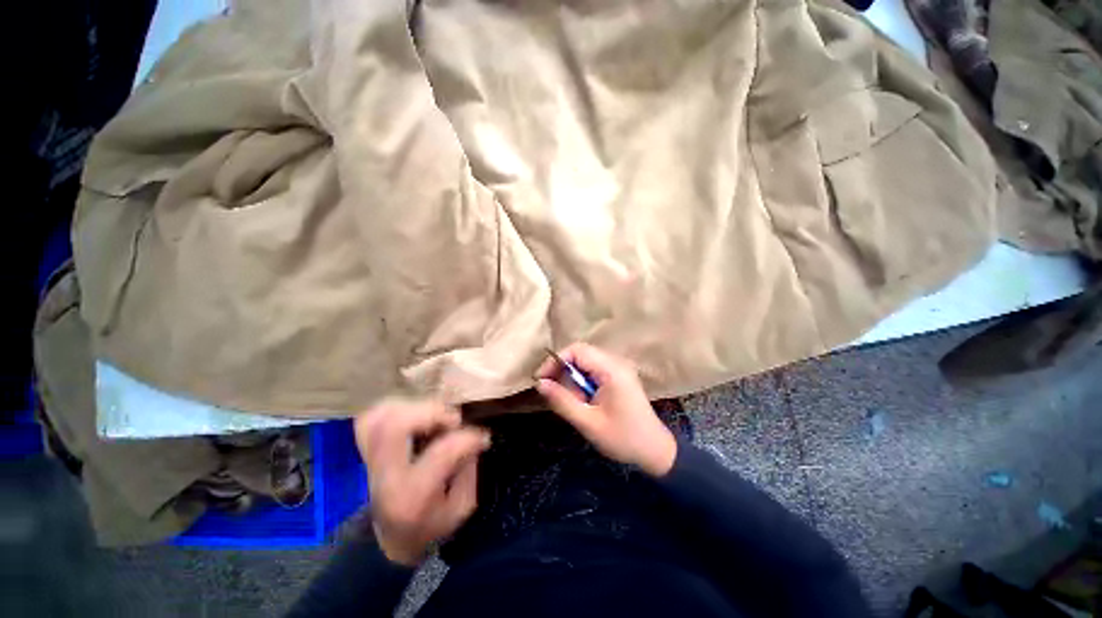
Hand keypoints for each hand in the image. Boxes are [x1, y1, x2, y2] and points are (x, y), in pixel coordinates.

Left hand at [354, 400, 490, 565]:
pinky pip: (371, 418)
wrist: (389, 542)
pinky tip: (415, 414)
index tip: (483, 438)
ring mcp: (370, 462)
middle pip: (397, 425)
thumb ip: (469, 469)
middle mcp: (386, 475)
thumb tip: (472, 436)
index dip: (468, 438)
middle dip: (433, 412)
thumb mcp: (461, 507)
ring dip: (415, 408)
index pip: (441, 452)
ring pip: (382, 417)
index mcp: (412, 496)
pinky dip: (395, 408)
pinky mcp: (366, 451)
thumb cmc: (431, 526)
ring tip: (435, 417)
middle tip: (453, 420)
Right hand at [536, 343, 676, 476]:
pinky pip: (593, 370)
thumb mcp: (588, 422)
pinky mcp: (619, 376)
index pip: (577, 350)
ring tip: (574, 402)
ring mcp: (619, 368)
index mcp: (612, 370)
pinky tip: (584, 400)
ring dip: (573, 378)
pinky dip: (583, 382)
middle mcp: (616, 362)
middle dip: (563, 371)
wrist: (655, 451)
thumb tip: (540, 383)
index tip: (541, 380)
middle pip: (581, 354)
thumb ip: (562, 401)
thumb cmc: (622, 438)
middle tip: (555, 393)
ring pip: (585, 362)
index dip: (556, 360)